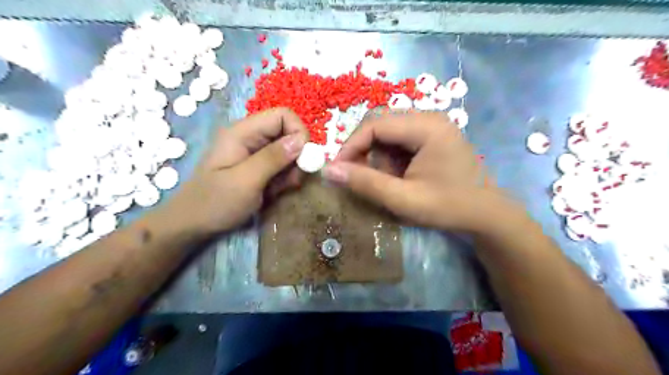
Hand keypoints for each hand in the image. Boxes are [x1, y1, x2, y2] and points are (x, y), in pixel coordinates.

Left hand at [171, 109, 311, 234]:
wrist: (194, 224)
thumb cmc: (215, 203)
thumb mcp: (246, 181)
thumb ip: (273, 158)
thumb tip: (302, 139)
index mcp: (242, 132)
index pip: (282, 116)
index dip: (299, 132)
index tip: (304, 159)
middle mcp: (250, 137)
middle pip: (288, 133)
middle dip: (297, 156)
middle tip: (292, 180)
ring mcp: (254, 152)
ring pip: (288, 151)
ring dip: (292, 170)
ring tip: (279, 189)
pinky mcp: (258, 166)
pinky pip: (282, 165)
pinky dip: (285, 178)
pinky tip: (274, 191)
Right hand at [322, 109, 509, 232]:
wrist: (487, 214)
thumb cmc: (449, 207)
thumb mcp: (403, 199)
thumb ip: (365, 183)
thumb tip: (328, 170)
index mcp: (426, 126)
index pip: (374, 124)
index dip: (351, 146)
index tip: (338, 169)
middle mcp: (429, 117)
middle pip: (380, 123)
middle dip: (363, 149)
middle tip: (357, 175)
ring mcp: (432, 124)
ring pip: (387, 131)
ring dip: (377, 155)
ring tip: (386, 180)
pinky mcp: (432, 135)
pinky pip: (399, 138)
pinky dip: (390, 157)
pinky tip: (398, 175)